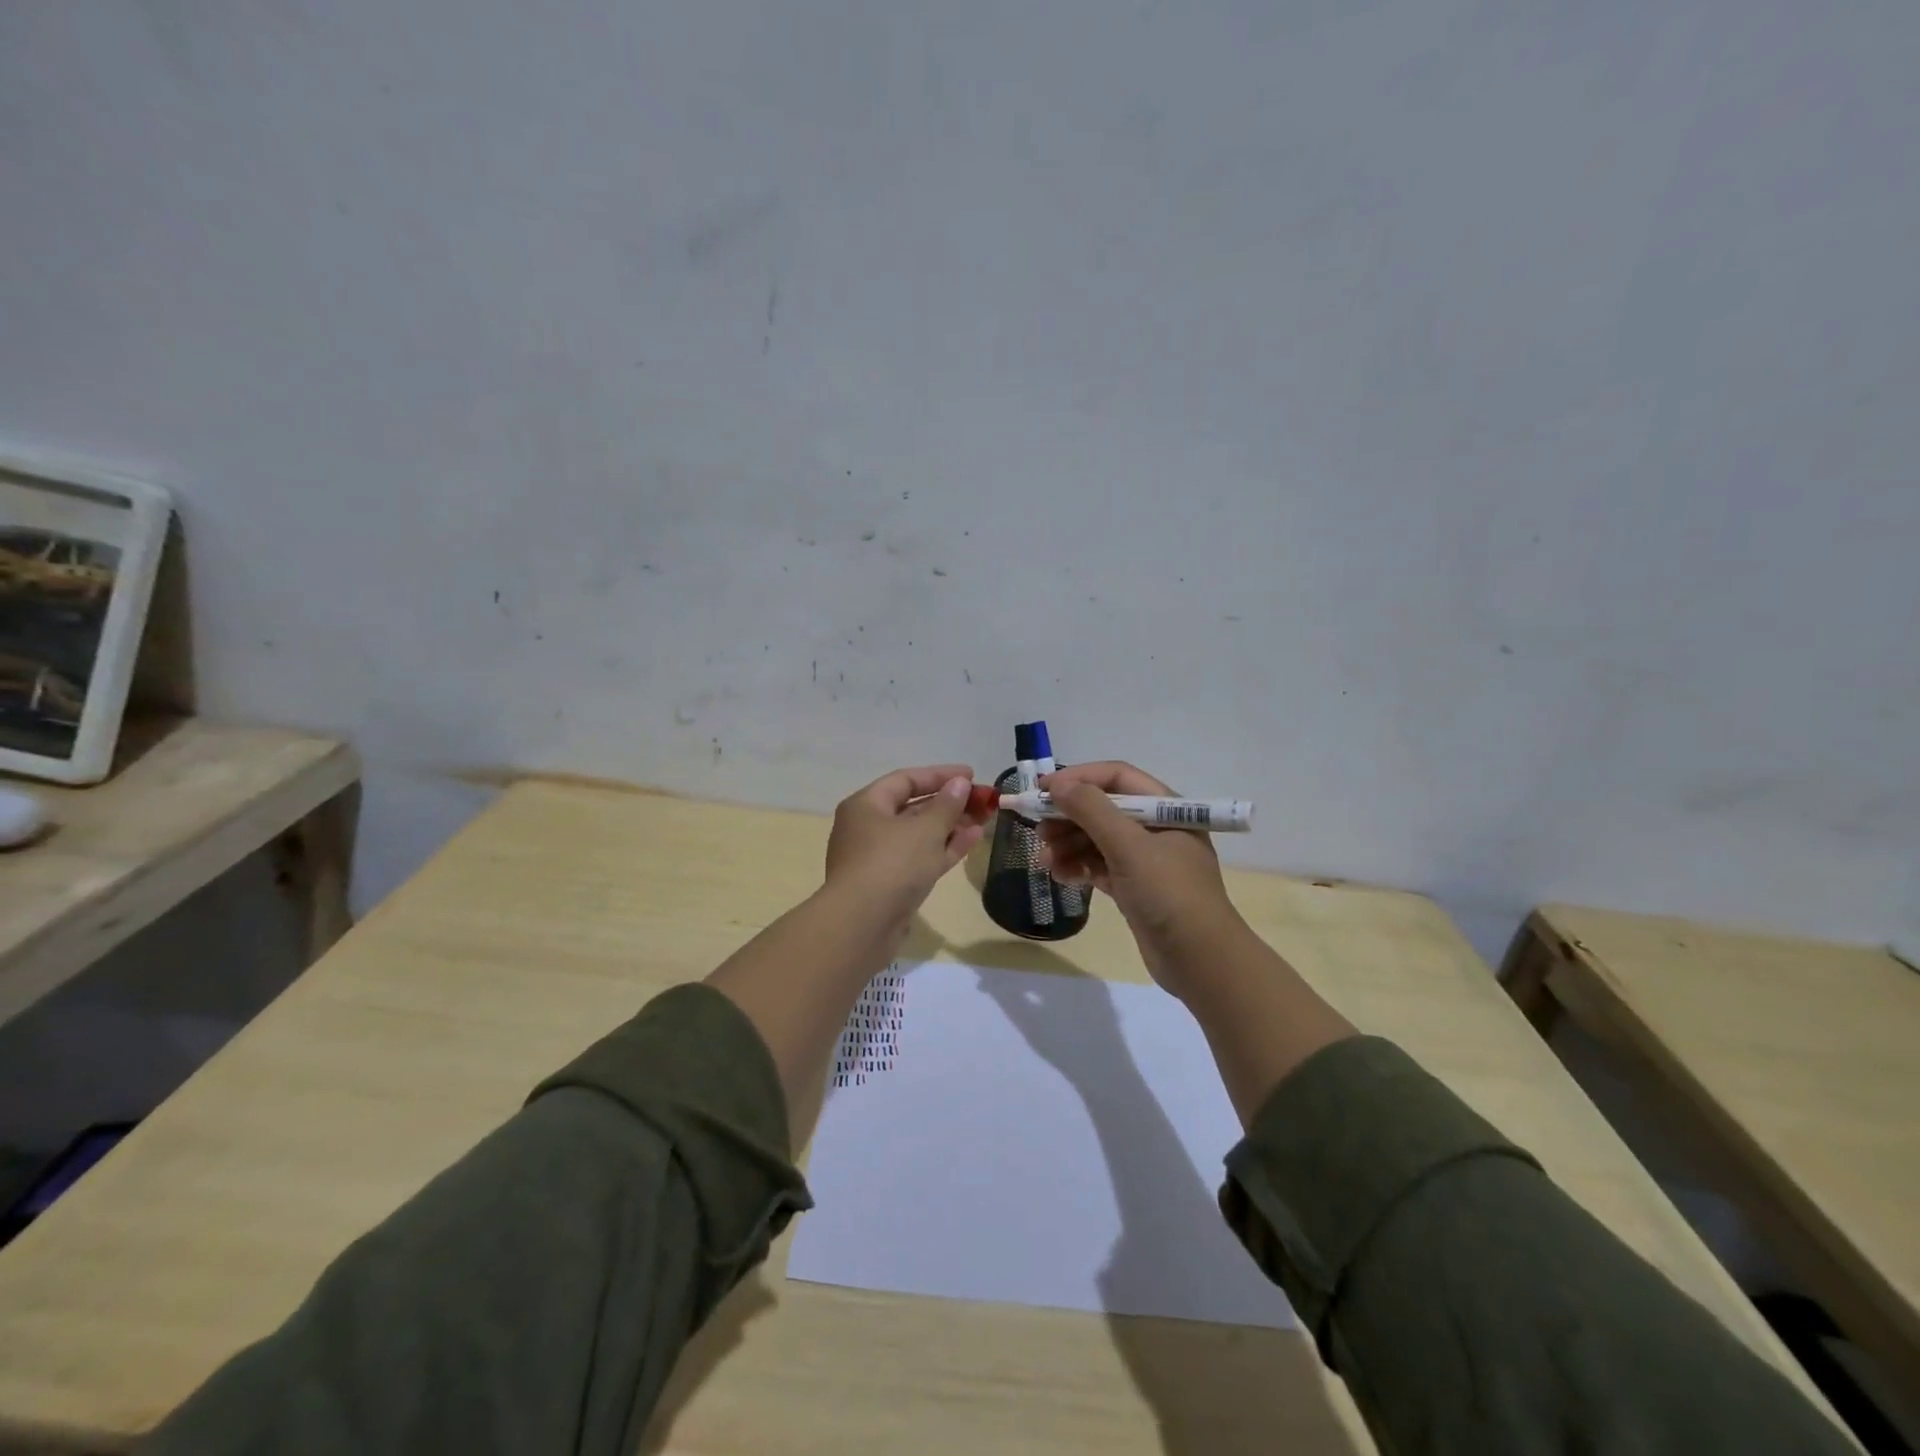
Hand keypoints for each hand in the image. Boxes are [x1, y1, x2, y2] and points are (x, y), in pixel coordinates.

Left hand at [823, 764, 987, 932]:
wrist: (862, 926)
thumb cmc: (891, 865)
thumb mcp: (925, 830)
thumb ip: (946, 805)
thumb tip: (959, 784)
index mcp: (866, 805)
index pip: (906, 780)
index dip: (940, 775)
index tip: (971, 775)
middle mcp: (868, 828)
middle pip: (913, 807)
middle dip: (950, 803)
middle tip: (983, 800)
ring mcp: (878, 858)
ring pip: (919, 835)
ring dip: (951, 826)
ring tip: (985, 818)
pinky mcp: (890, 885)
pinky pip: (920, 858)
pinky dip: (944, 848)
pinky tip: (973, 839)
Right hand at [1039, 761, 1240, 997]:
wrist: (1201, 961)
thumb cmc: (1169, 894)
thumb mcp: (1129, 846)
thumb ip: (1091, 810)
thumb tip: (1057, 784)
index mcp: (1166, 809)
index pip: (1117, 777)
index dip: (1079, 778)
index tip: (1043, 788)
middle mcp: (1157, 828)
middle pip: (1104, 809)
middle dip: (1069, 816)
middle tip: (1038, 829)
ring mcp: (1146, 861)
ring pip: (1098, 840)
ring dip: (1068, 845)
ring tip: (1044, 859)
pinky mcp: (1136, 888)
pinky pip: (1100, 867)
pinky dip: (1078, 867)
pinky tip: (1059, 876)